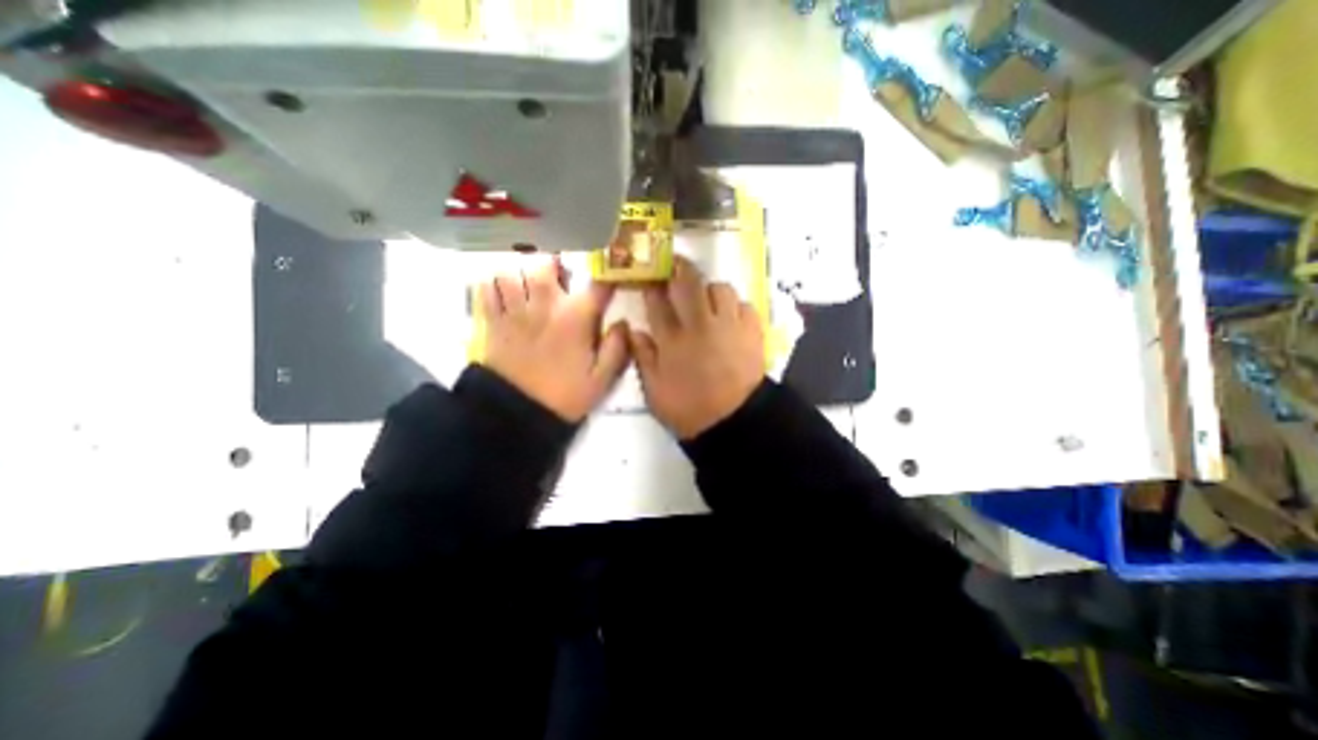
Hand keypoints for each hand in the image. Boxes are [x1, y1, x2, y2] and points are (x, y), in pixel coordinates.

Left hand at [481, 261, 629, 421]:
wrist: (519, 415)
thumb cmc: (565, 395)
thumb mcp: (601, 379)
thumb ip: (617, 349)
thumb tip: (623, 323)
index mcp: (575, 318)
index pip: (597, 286)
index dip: (607, 276)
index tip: (610, 277)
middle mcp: (544, 306)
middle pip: (544, 266)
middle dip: (554, 265)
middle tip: (559, 277)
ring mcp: (515, 312)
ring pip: (512, 272)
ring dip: (521, 273)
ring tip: (528, 284)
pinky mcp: (493, 322)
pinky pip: (486, 291)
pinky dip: (492, 285)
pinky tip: (502, 293)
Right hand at [634, 259, 769, 440]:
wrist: (735, 423)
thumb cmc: (689, 409)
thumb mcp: (654, 391)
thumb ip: (642, 357)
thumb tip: (634, 329)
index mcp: (673, 340)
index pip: (657, 300)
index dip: (651, 283)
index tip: (649, 275)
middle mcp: (701, 325)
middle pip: (689, 282)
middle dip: (679, 267)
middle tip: (675, 266)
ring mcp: (730, 326)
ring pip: (720, 288)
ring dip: (709, 290)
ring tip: (707, 302)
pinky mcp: (752, 332)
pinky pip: (744, 305)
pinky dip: (735, 306)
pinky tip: (729, 318)